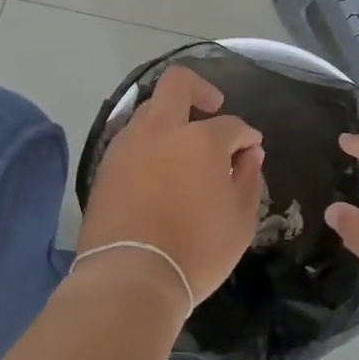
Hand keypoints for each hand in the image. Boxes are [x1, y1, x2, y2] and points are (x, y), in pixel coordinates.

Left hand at [78, 66, 264, 306]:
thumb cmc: (196, 250)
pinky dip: (149, 142)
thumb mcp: (240, 220)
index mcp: (200, 139)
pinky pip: (132, 138)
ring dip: (170, 117)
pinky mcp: (106, 164)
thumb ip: (248, 179)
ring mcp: (129, 143)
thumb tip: (250, 153)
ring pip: (150, 109)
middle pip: (178, 83)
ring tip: (184, 147)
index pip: (231, 124)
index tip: (252, 148)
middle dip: (200, 88)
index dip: (246, 134)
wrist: (130, 276)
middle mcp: (162, 129)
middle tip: (213, 109)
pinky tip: (158, 168)